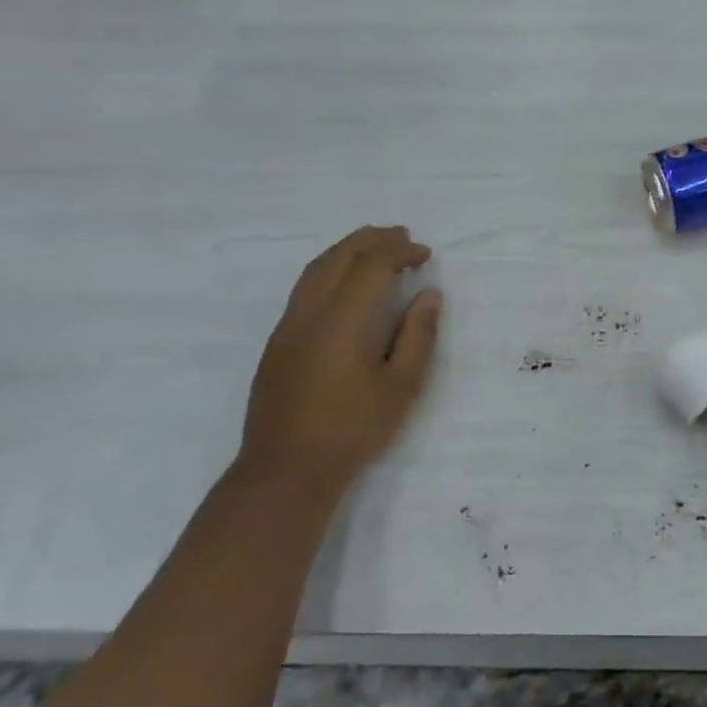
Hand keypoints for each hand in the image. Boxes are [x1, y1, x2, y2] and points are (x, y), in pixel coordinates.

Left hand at [239, 227, 442, 485]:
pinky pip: (305, 287)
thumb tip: (428, 294)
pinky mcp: (278, 342)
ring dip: (348, 249)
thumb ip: (418, 335)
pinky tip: (345, 282)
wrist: (286, 470)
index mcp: (343, 321)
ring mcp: (288, 326)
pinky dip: (330, 268)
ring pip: (316, 268)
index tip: (426, 255)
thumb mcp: (402, 387)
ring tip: (375, 246)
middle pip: (340, 256)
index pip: (372, 266)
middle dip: (373, 240)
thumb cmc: (353, 429)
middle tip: (403, 236)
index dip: (401, 252)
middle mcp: (310, 312)